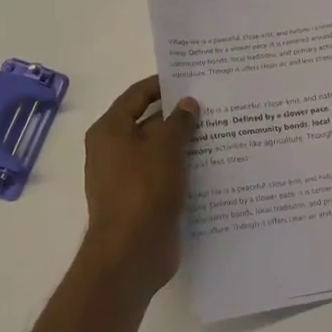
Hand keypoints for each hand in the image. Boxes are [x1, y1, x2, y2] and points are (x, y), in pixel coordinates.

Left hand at [80, 76, 200, 298]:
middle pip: (149, 122)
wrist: (131, 253)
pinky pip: (165, 176)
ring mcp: (127, 178)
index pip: (137, 95)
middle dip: (179, 115)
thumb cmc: (143, 190)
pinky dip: (184, 169)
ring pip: (160, 151)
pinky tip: (214, 165)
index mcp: (110, 130)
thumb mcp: (165, 148)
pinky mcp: (142, 200)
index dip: (163, 85)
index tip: (192, 78)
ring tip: (221, 132)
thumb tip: (188, 103)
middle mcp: (114, 151)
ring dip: (185, 144)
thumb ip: (178, 122)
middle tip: (214, 105)